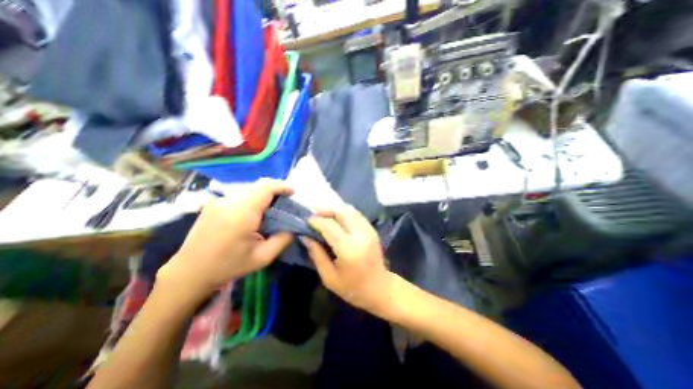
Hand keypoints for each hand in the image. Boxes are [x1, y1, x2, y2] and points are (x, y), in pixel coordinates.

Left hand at [156, 179, 293, 300]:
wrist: (189, 273)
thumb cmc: (228, 266)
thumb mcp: (262, 257)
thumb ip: (282, 240)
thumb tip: (294, 227)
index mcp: (242, 213)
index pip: (266, 187)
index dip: (282, 186)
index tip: (292, 192)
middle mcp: (229, 202)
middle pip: (258, 187)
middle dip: (275, 192)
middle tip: (284, 204)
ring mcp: (218, 201)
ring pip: (249, 190)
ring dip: (263, 197)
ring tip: (269, 212)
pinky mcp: (213, 204)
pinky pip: (239, 196)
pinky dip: (251, 201)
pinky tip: (252, 216)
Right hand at [304, 204, 395, 316]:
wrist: (380, 288)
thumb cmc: (352, 288)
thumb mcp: (329, 277)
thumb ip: (317, 254)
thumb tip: (305, 236)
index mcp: (349, 249)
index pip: (330, 226)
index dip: (316, 221)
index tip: (306, 220)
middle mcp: (360, 235)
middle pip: (342, 212)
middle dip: (326, 210)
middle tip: (314, 215)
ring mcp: (368, 230)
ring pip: (350, 210)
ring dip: (335, 210)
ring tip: (324, 216)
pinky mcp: (372, 229)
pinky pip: (356, 214)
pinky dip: (345, 213)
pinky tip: (337, 220)